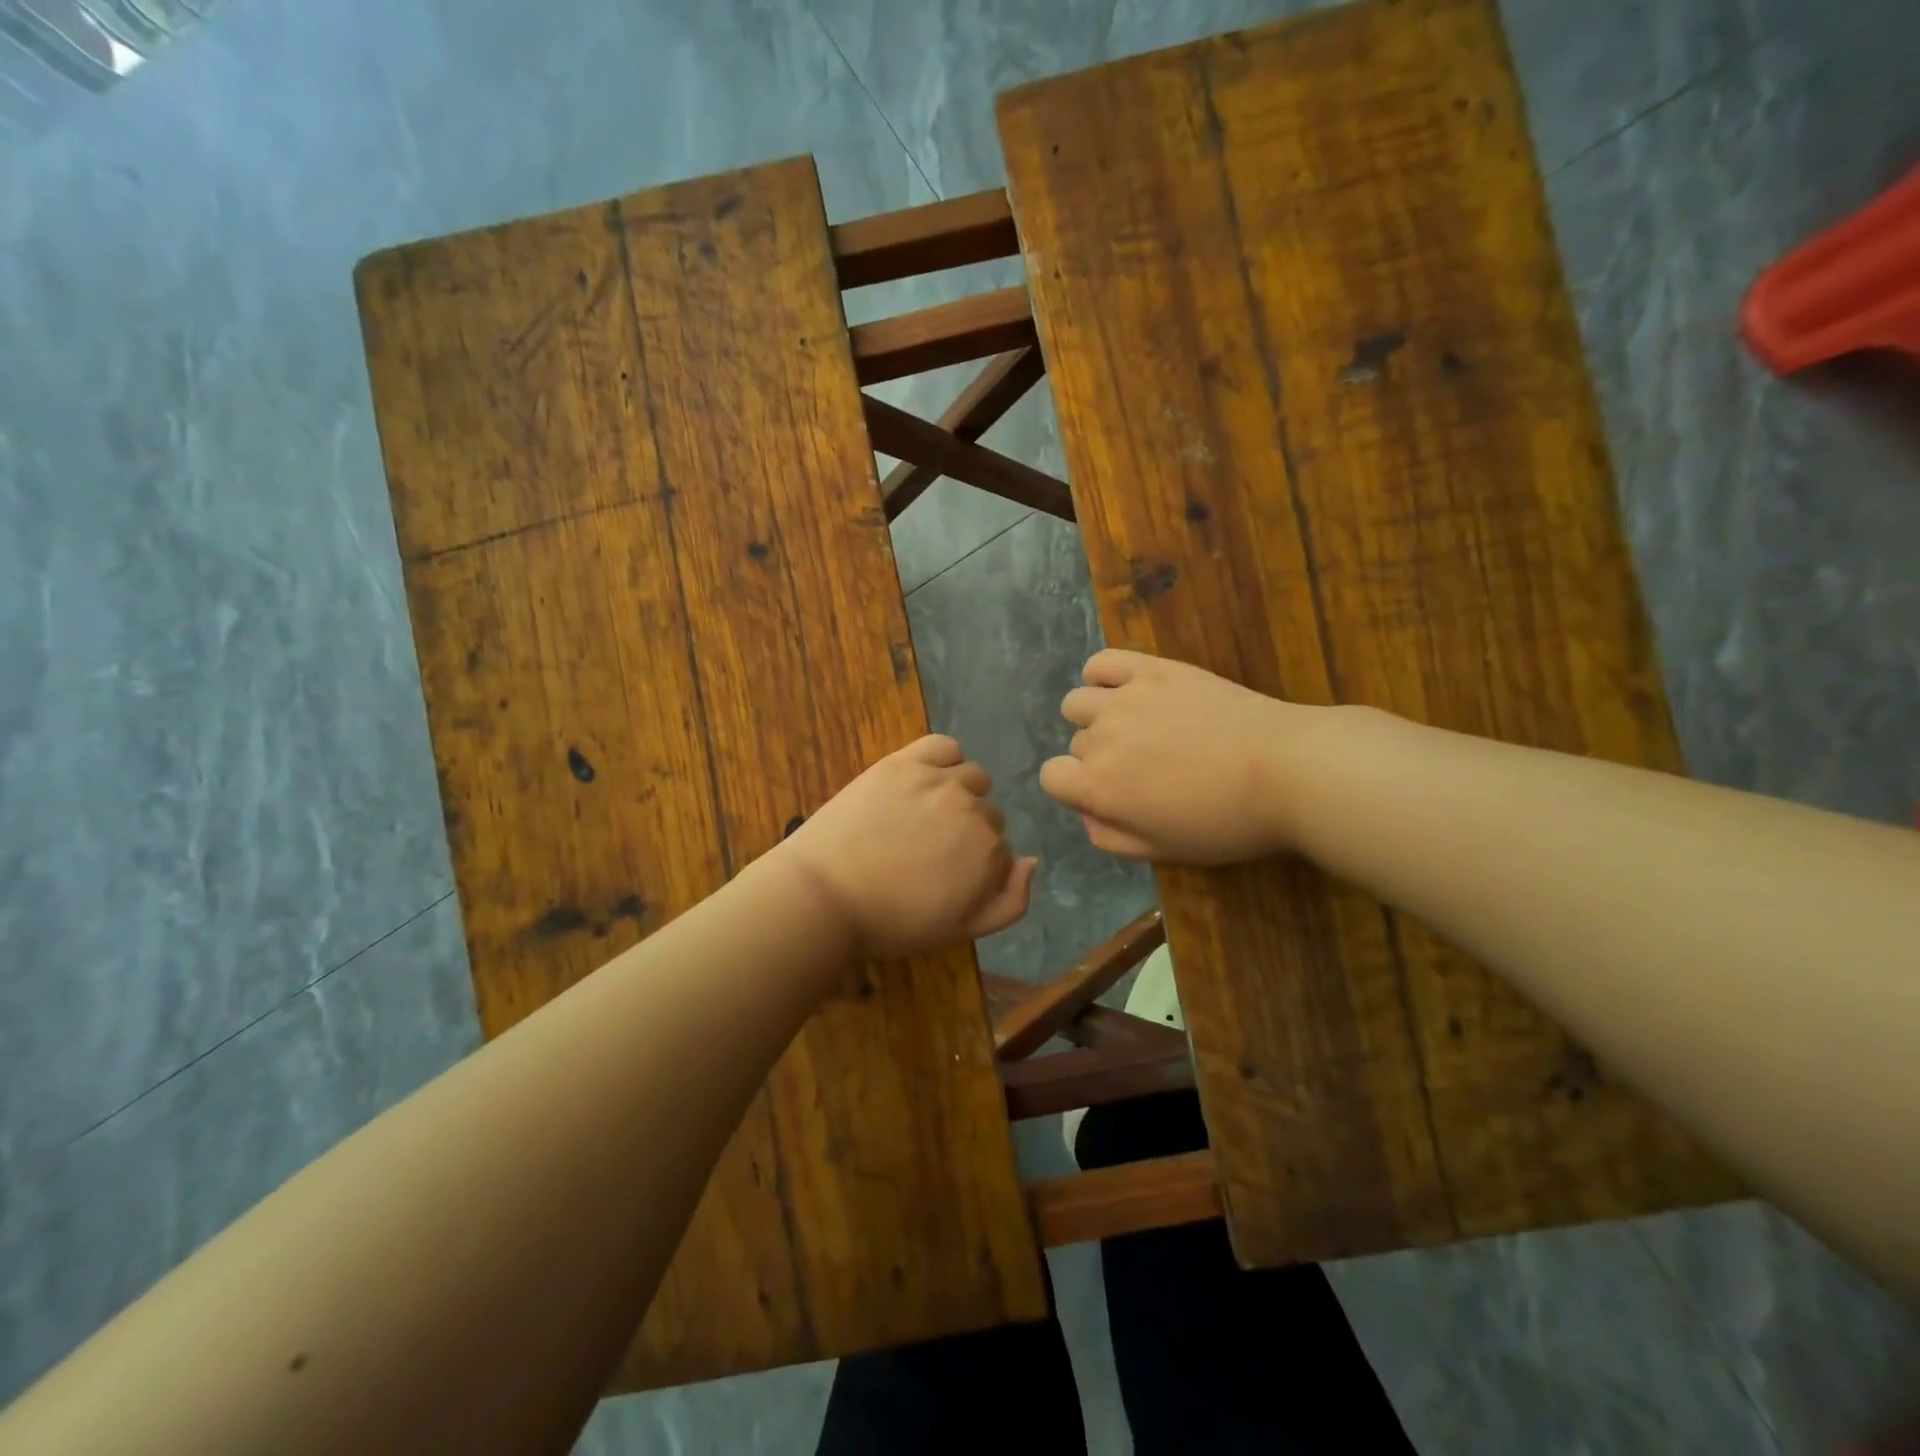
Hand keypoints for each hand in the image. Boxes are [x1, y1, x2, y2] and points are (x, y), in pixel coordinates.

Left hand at [772, 735, 1036, 959]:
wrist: (824, 896)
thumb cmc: (892, 922)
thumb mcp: (961, 929)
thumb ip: (1011, 901)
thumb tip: (1032, 860)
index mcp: (990, 853)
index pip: (1001, 848)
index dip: (975, 864)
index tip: (944, 876)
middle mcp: (973, 810)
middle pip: (988, 812)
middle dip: (967, 831)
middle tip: (927, 851)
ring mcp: (939, 781)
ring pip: (972, 778)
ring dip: (960, 794)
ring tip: (923, 815)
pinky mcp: (904, 763)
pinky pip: (945, 746)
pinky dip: (944, 759)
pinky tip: (926, 777)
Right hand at [1039, 649, 1336, 864]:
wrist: (1285, 769)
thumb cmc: (1226, 821)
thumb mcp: (1163, 851)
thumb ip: (1111, 837)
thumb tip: (1088, 814)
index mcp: (1098, 785)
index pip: (1051, 777)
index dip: (1075, 788)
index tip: (1109, 795)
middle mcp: (1099, 738)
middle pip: (1076, 744)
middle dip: (1099, 758)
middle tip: (1146, 769)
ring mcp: (1124, 698)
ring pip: (1078, 702)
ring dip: (1096, 717)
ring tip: (1134, 727)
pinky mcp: (1153, 669)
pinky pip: (1102, 662)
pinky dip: (1102, 675)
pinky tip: (1126, 689)